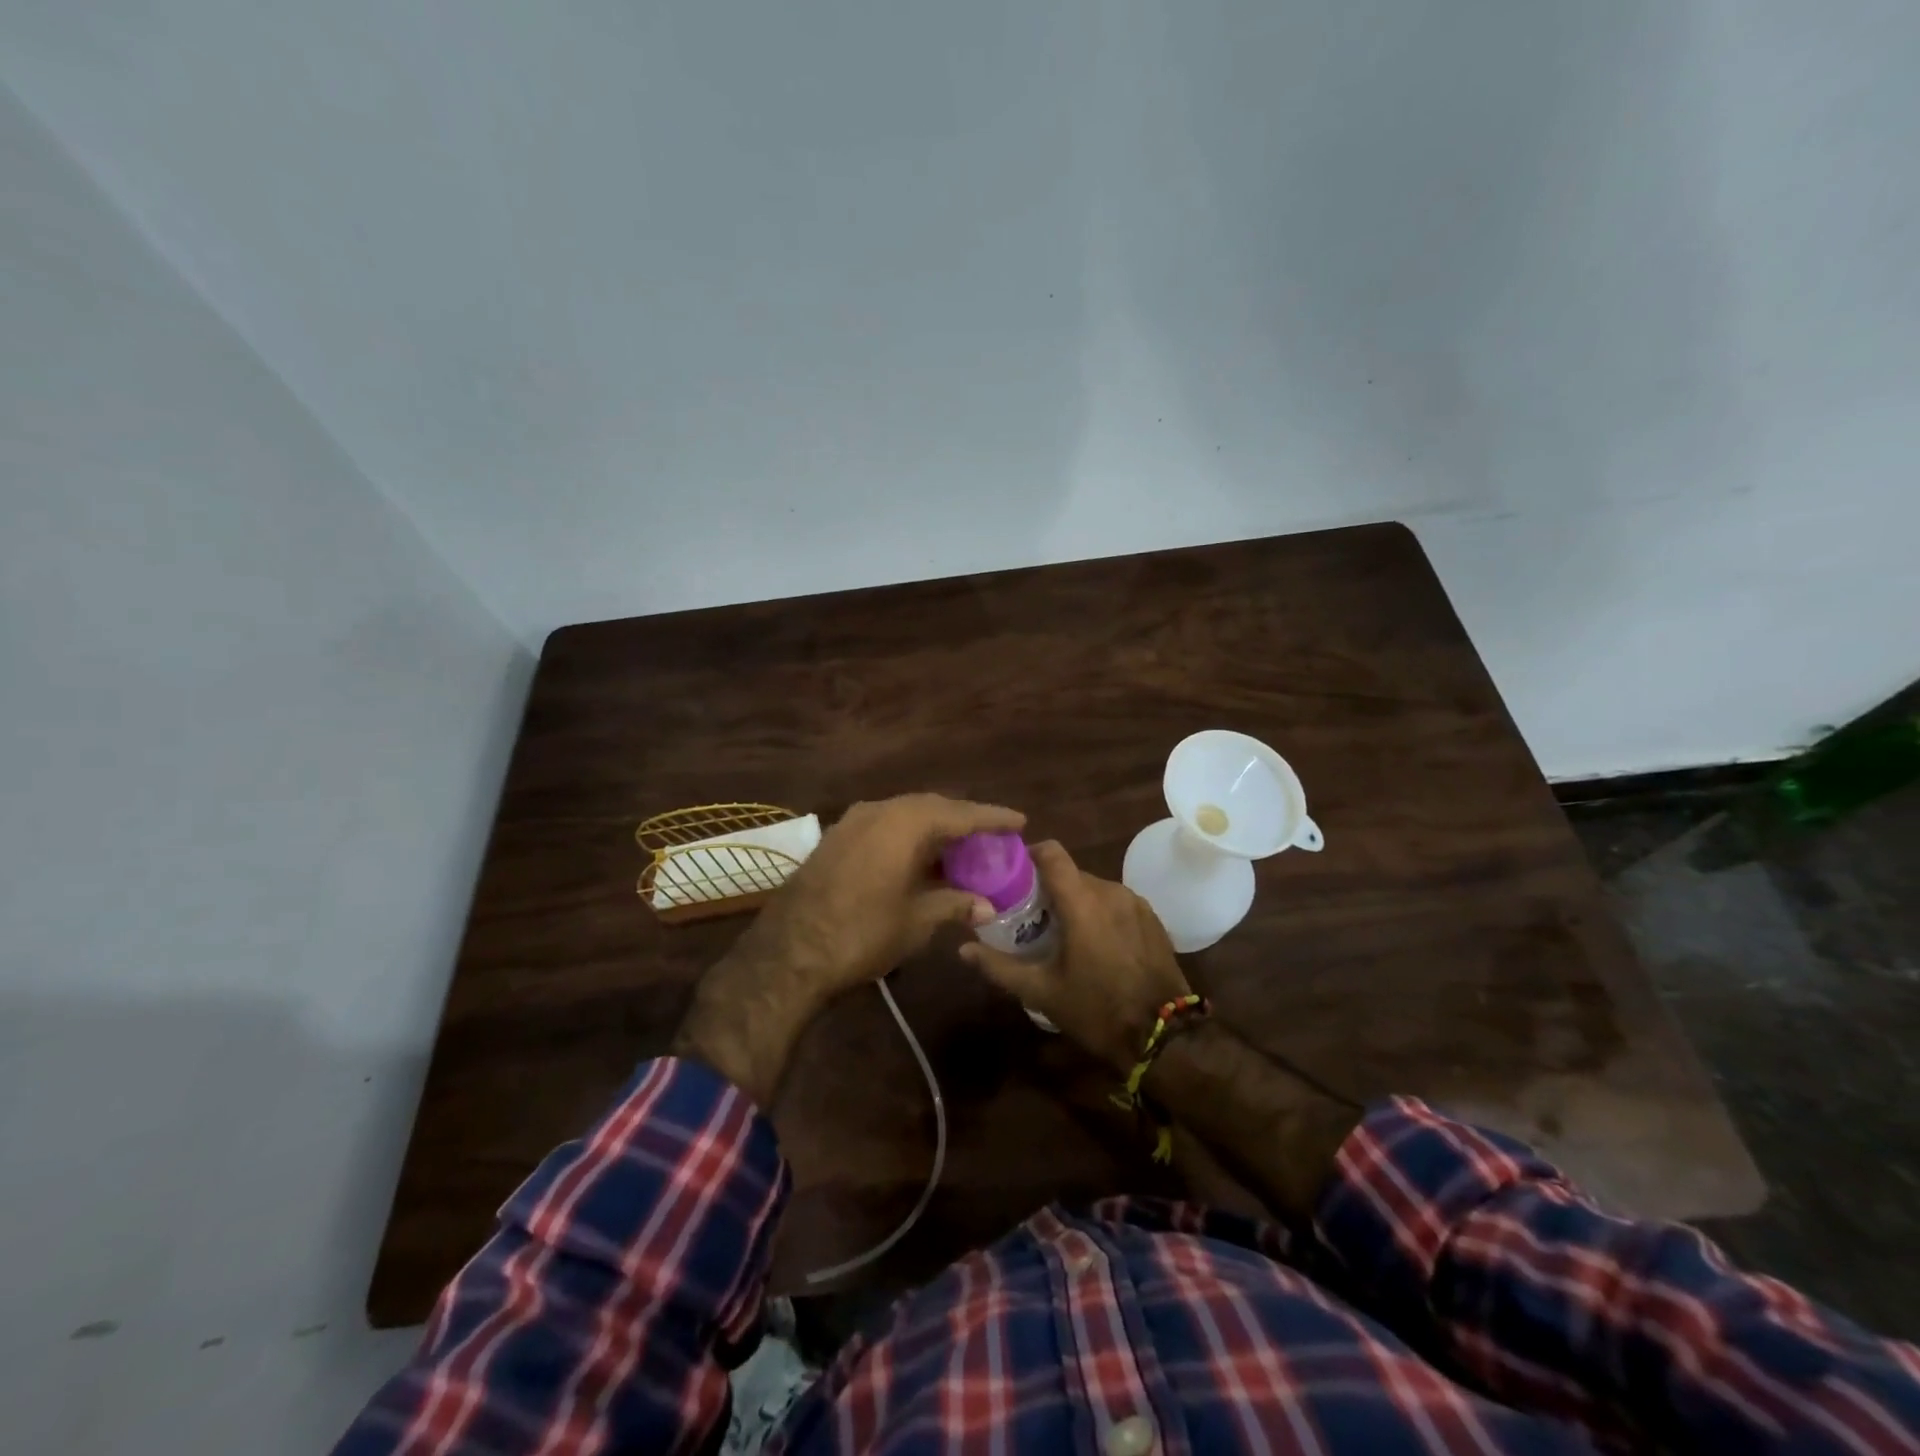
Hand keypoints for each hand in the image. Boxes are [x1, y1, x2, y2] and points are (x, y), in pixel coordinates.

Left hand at [673, 793, 1023, 1105]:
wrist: (789, 952)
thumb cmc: (863, 932)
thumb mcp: (916, 920)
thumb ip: (953, 904)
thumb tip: (985, 905)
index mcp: (905, 822)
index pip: (960, 812)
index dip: (992, 817)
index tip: (1019, 821)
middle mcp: (879, 810)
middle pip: (931, 807)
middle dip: (962, 820)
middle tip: (989, 837)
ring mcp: (852, 822)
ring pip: (904, 815)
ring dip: (933, 830)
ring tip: (959, 848)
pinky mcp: (835, 839)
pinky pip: (883, 827)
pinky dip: (907, 838)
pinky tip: (918, 859)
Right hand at [961, 841, 1190, 1071]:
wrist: (1164, 1037)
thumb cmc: (1097, 1010)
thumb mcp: (1042, 992)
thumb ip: (999, 966)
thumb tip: (962, 949)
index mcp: (1082, 901)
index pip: (1052, 852)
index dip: (1030, 855)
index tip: (1012, 874)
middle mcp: (1111, 891)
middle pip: (1071, 873)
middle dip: (1049, 888)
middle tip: (1030, 915)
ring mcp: (1136, 903)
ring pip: (1095, 888)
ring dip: (1076, 902)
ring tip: (1062, 932)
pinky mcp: (1152, 919)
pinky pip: (1116, 903)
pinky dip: (1100, 913)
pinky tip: (1095, 944)